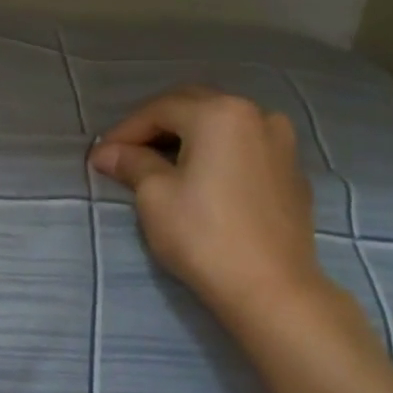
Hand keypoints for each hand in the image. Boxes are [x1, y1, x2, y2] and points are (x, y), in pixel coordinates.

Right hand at [88, 87, 326, 321]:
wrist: (269, 286)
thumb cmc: (202, 235)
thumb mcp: (155, 196)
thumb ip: (132, 163)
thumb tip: (107, 152)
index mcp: (220, 114)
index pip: (160, 109)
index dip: (125, 131)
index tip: (101, 157)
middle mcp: (257, 115)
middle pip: (195, 107)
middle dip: (157, 126)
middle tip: (126, 154)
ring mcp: (281, 142)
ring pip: (223, 125)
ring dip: (189, 137)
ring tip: (162, 164)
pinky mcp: (291, 172)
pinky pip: (245, 148)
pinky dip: (217, 154)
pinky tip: (201, 179)